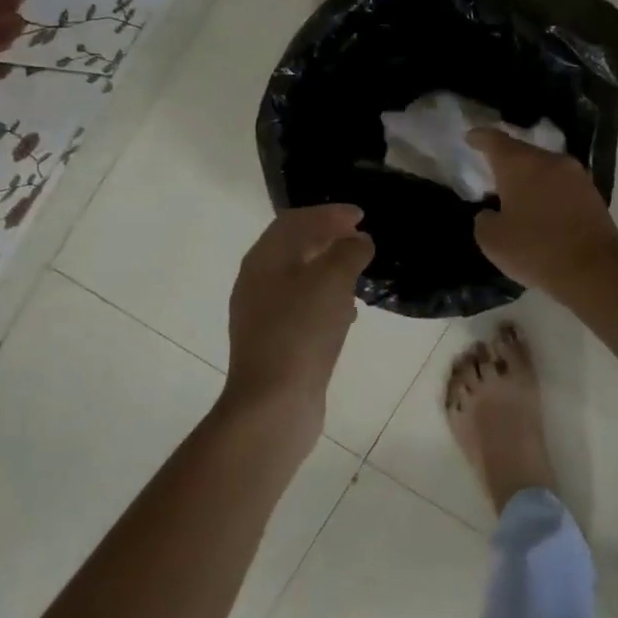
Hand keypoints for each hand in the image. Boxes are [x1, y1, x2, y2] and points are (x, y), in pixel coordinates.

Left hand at [225, 205, 373, 432]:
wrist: (274, 404)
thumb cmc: (301, 331)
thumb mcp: (332, 281)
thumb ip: (349, 252)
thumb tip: (360, 241)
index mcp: (263, 260)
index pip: (294, 221)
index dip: (328, 213)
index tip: (360, 215)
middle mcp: (257, 282)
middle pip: (294, 247)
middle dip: (328, 238)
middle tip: (361, 239)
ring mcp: (263, 314)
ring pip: (300, 278)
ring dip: (329, 268)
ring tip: (358, 271)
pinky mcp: (276, 341)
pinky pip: (303, 307)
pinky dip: (326, 298)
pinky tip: (348, 312)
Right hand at [468, 129, 617, 297]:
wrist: (594, 270)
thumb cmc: (536, 250)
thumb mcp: (493, 241)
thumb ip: (484, 220)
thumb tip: (492, 214)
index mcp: (520, 164)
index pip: (495, 140)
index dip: (480, 137)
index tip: (470, 136)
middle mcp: (550, 161)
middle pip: (523, 152)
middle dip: (506, 161)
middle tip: (492, 173)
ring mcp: (576, 175)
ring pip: (545, 168)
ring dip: (530, 178)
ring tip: (517, 195)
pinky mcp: (592, 193)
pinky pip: (561, 185)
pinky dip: (548, 192)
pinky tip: (542, 210)